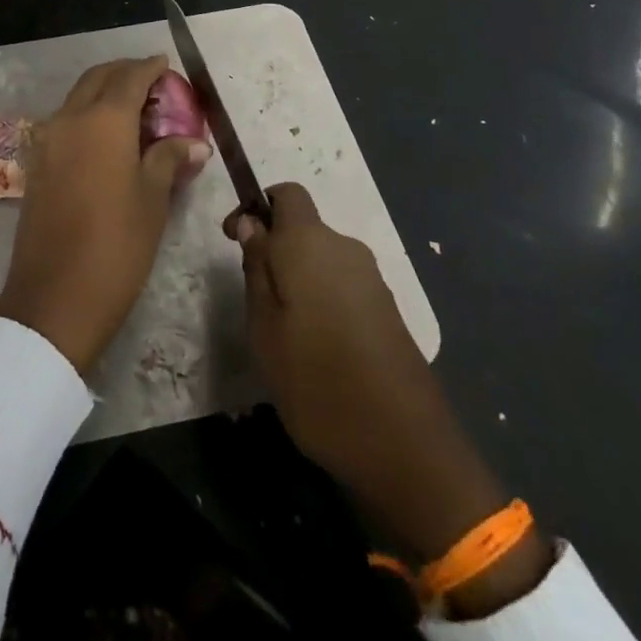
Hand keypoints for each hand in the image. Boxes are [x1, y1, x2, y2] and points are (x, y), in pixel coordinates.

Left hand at [0, 57, 209, 374]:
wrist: (55, 295)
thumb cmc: (117, 244)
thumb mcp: (153, 199)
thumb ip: (169, 158)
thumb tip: (194, 141)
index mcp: (103, 120)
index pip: (129, 78)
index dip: (150, 68)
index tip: (166, 64)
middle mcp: (70, 118)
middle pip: (98, 79)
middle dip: (124, 73)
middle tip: (152, 83)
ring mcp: (48, 140)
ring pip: (78, 98)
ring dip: (104, 93)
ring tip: (135, 110)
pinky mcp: (38, 163)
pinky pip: (66, 121)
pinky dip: (88, 115)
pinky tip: (109, 138)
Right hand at [227, 183, 549, 616]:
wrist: (405, 447)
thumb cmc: (317, 381)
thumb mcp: (264, 327)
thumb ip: (257, 267)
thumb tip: (253, 224)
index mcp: (311, 243)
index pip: (286, 193)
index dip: (257, 207)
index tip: (236, 241)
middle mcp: (346, 249)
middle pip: (304, 228)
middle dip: (275, 250)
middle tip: (254, 299)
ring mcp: (373, 280)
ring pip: (323, 259)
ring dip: (298, 278)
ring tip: (282, 329)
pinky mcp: (388, 310)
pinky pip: (343, 285)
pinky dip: (323, 298)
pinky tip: (316, 345)